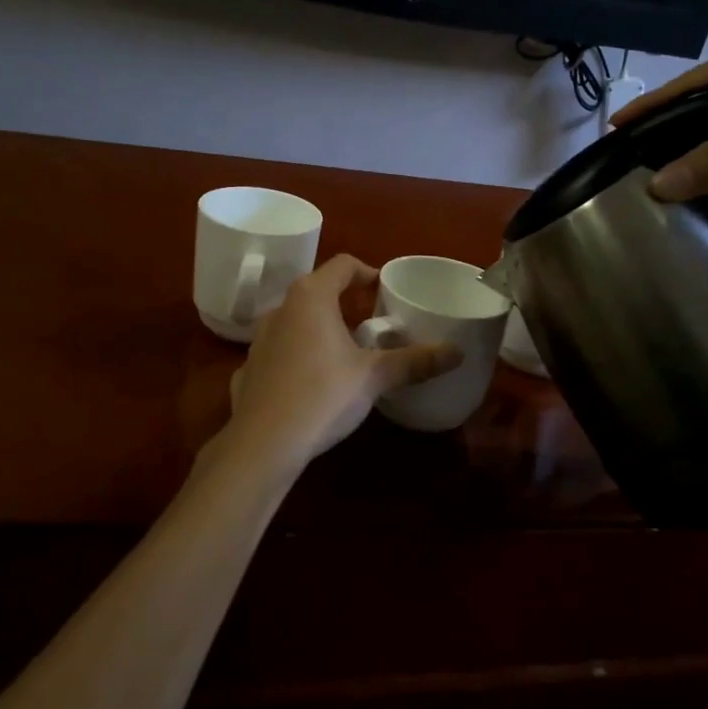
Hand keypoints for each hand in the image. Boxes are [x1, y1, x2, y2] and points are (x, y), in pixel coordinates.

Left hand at [227, 255, 460, 466]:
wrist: (263, 443)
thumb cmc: (323, 395)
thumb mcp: (374, 377)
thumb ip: (415, 361)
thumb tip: (458, 352)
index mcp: (311, 297)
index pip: (342, 265)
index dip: (367, 271)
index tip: (384, 288)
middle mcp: (281, 309)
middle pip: (317, 291)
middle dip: (344, 301)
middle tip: (371, 321)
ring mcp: (259, 339)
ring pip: (296, 321)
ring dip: (320, 327)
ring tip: (345, 351)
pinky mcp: (249, 368)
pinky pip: (280, 351)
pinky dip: (298, 355)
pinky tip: (312, 382)